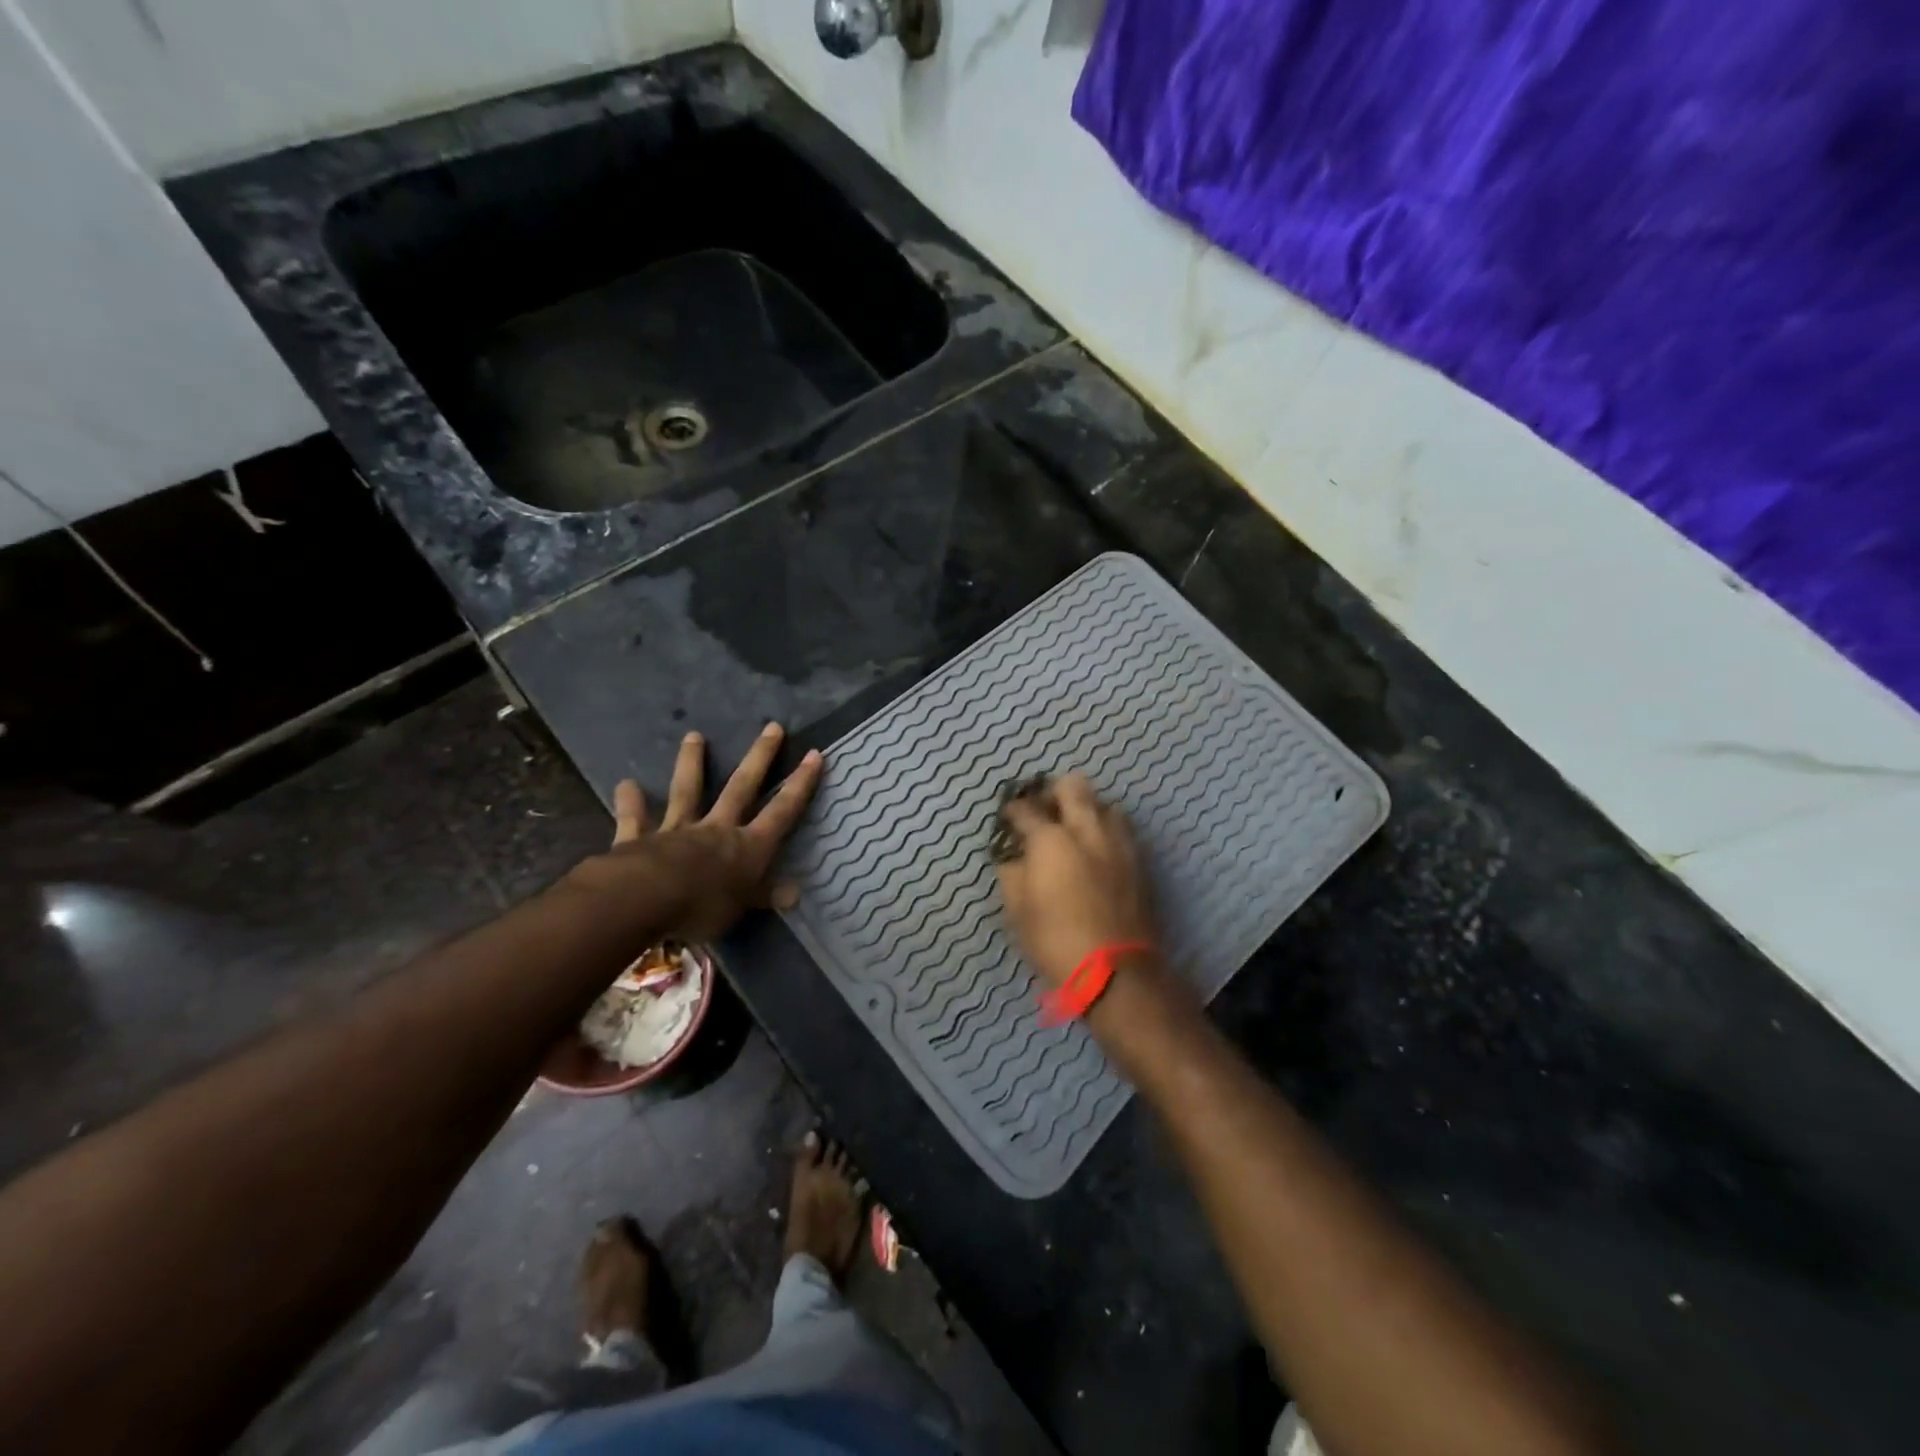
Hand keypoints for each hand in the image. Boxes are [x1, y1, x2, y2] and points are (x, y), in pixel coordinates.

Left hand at [569, 723, 823, 941]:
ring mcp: (678, 830)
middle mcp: (717, 829)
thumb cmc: (702, 906)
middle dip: (760, 757)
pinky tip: (625, 784)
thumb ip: (765, 896)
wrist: (645, 899)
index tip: (814, 754)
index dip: (800, 784)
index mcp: (748, 847)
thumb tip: (796, 894)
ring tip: (694, 735)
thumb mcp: (743, 908)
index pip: (782, 811)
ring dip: (691, 763)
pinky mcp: (640, 838)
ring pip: (688, 791)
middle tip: (772, 726)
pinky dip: (631, 802)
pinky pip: (635, 819)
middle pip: (742, 787)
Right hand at [994, 773, 1158, 987]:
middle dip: (1054, 791)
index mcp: (1050, 839)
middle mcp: (1086, 829)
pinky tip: (1098, 849)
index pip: (1025, 809)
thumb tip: (1014, 858)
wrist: (1114, 969)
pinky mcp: (1139, 860)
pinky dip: (1107, 830)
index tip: (1008, 817)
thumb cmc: (1055, 939)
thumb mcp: (1016, 910)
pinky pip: (1122, 829)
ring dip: (1087, 808)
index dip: (1012, 810)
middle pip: (1072, 786)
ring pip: (1104, 803)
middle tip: (1045, 810)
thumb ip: (1011, 873)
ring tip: (1076, 828)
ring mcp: (1117, 842)